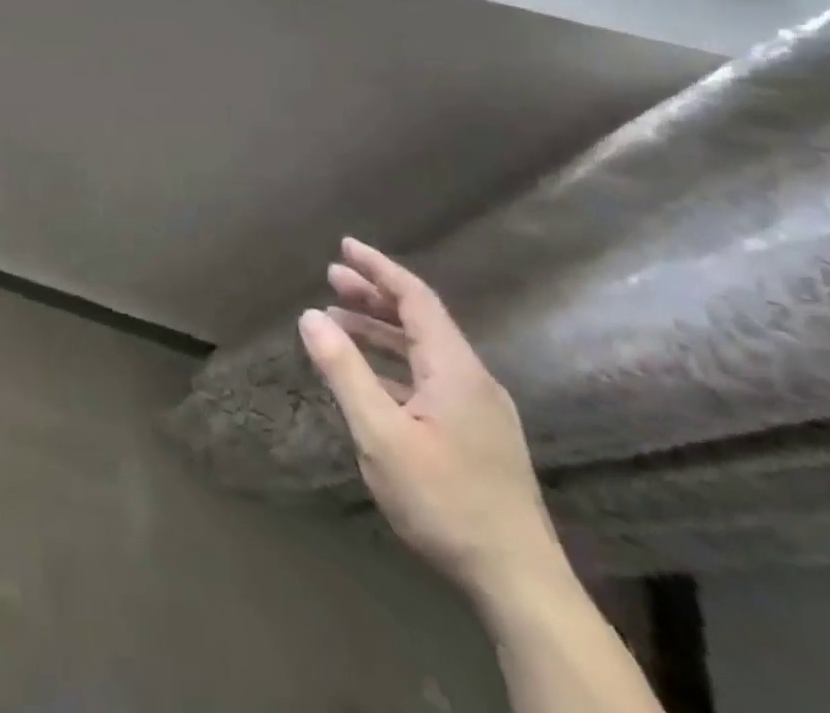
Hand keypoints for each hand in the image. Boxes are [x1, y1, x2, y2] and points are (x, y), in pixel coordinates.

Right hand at [299, 237, 563, 605]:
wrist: (519, 582)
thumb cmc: (444, 500)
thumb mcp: (380, 434)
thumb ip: (344, 370)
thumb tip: (310, 316)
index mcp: (455, 369)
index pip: (416, 298)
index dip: (379, 268)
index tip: (344, 246)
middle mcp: (473, 379)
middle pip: (422, 320)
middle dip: (375, 294)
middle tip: (332, 277)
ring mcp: (480, 409)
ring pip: (425, 351)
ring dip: (381, 330)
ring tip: (339, 321)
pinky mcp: (478, 435)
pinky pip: (430, 377)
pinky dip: (394, 363)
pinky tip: (368, 376)